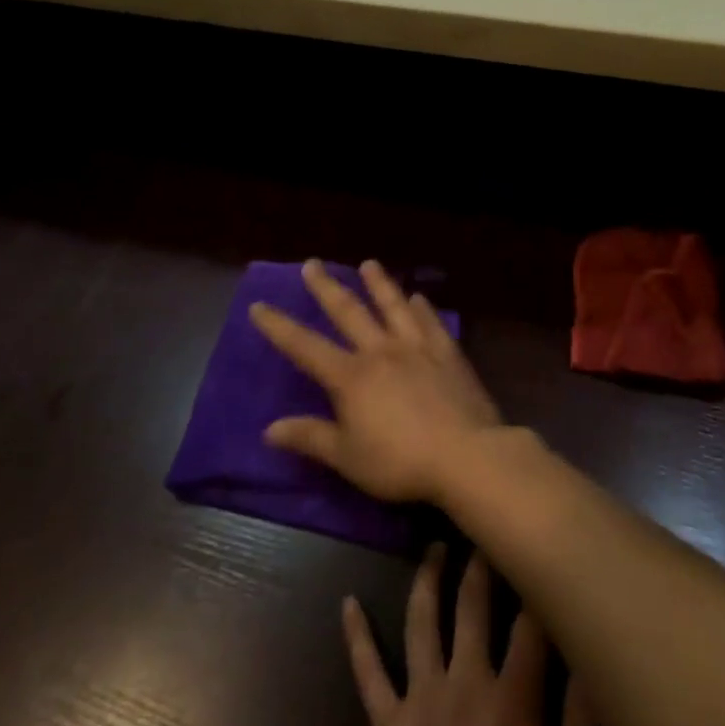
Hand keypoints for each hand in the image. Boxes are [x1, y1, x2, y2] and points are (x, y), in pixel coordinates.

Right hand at [251, 259, 502, 503]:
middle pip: (349, 312)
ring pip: (393, 306)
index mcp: (351, 377)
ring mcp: (417, 348)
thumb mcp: (347, 457)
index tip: (259, 306)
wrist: (466, 455)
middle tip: (312, 264)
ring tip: (369, 263)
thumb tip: (269, 429)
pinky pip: (431, 322)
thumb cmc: (400, 462)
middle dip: (327, 288)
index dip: (279, 327)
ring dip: (379, 284)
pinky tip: (418, 297)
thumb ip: (310, 438)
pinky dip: (422, 307)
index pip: (305, 347)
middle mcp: (381, 351)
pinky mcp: (448, 354)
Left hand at [345, 547, 594, 725]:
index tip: (538, 544)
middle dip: (481, 563)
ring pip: (421, 623)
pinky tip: (347, 604)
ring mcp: (419, 703)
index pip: (530, 624)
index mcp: (512, 701)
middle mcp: (464, 685)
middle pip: (473, 607)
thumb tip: (589, 654)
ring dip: (428, 579)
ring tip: (435, 545)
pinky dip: (356, 637)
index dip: (536, 582)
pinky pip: (367, 674)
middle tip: (483, 523)